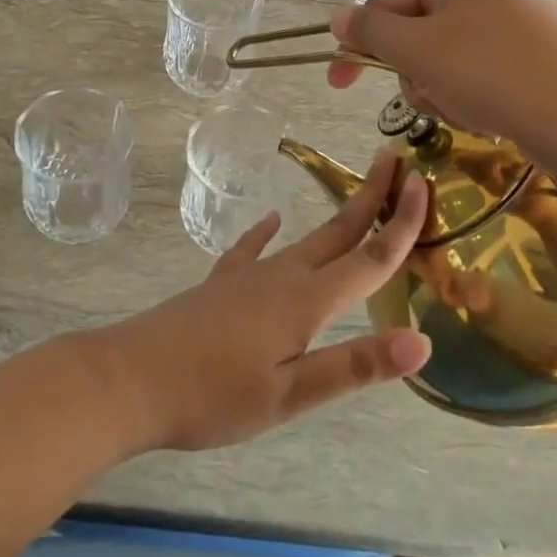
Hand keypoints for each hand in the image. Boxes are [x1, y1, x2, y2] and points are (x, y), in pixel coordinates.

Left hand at [95, 150, 430, 451]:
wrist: (131, 378)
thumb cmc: (213, 395)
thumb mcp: (290, 394)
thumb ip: (354, 365)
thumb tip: (422, 341)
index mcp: (306, 301)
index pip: (369, 259)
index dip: (402, 225)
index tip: (425, 185)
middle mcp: (281, 276)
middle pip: (338, 231)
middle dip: (372, 197)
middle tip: (396, 161)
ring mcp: (247, 275)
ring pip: (304, 237)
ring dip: (336, 215)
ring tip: (356, 195)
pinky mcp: (220, 284)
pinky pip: (252, 248)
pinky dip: (266, 232)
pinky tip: (269, 220)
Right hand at [326, 0, 556, 158]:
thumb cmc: (492, 72)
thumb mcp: (417, 50)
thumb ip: (370, 31)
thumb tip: (337, 18)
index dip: (359, 42)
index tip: (338, 83)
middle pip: (417, 29)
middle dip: (415, 71)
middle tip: (432, 95)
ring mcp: (516, 14)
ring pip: (446, 54)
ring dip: (443, 88)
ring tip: (469, 108)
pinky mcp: (535, 49)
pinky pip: (479, 68)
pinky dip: (474, 94)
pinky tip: (493, 113)